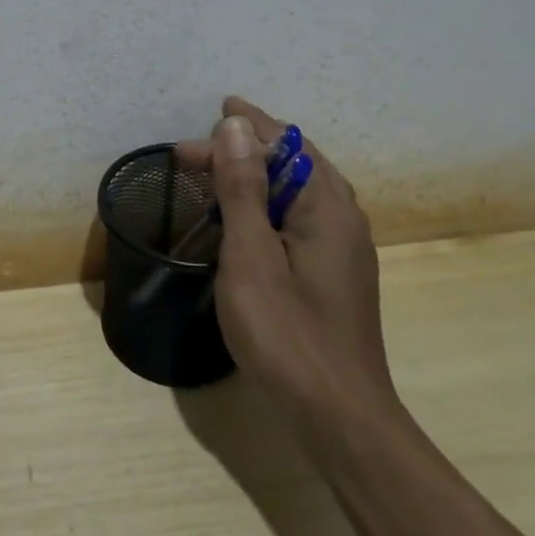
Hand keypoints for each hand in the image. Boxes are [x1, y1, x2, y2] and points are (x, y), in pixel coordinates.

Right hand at [176, 97, 394, 429]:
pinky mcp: (332, 277)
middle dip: (244, 150)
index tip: (207, 117)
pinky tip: (243, 219)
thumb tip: (235, 125)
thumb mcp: (251, 255)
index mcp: (328, 208)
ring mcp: (342, 251)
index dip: (246, 128)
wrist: (338, 418)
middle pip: (294, 165)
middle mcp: (343, 220)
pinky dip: (265, 205)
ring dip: (254, 176)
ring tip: (212, 174)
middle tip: (190, 156)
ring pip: (297, 193)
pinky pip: (298, 219)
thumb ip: (242, 188)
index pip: (287, 145)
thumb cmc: (287, 334)